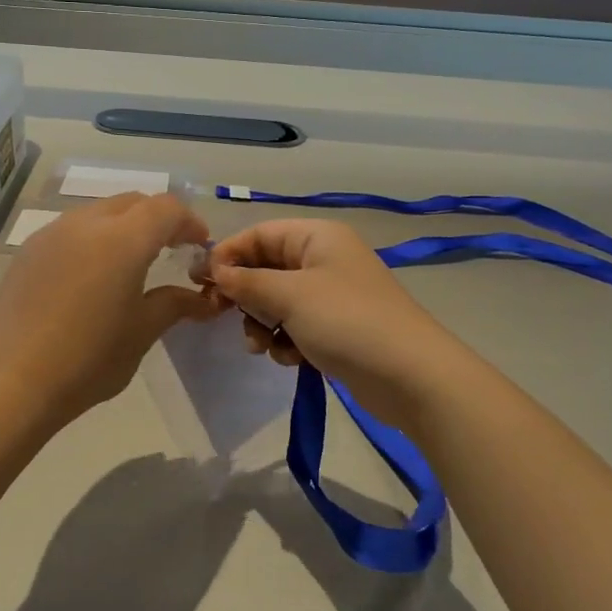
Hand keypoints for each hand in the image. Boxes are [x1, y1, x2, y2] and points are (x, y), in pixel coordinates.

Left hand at [0, 194, 222, 427]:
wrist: (10, 382)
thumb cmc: (88, 359)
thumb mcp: (141, 333)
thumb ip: (174, 305)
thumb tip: (203, 299)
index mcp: (122, 239)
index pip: (166, 209)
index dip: (189, 222)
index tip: (199, 246)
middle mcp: (85, 223)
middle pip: (132, 203)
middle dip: (157, 220)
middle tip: (171, 250)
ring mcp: (51, 234)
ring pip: (98, 213)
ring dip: (123, 227)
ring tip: (130, 264)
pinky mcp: (27, 252)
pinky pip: (70, 231)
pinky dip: (92, 240)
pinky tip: (90, 278)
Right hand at [207, 220, 465, 422]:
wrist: (411, 376)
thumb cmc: (346, 321)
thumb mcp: (289, 296)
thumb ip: (246, 282)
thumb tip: (215, 271)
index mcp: (317, 237)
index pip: (258, 234)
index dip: (227, 254)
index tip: (200, 282)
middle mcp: (324, 259)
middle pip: (266, 267)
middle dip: (244, 294)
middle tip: (221, 316)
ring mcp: (332, 295)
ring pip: (277, 301)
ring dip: (262, 322)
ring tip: (263, 345)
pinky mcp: (337, 328)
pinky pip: (295, 325)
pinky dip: (286, 339)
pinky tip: (290, 358)